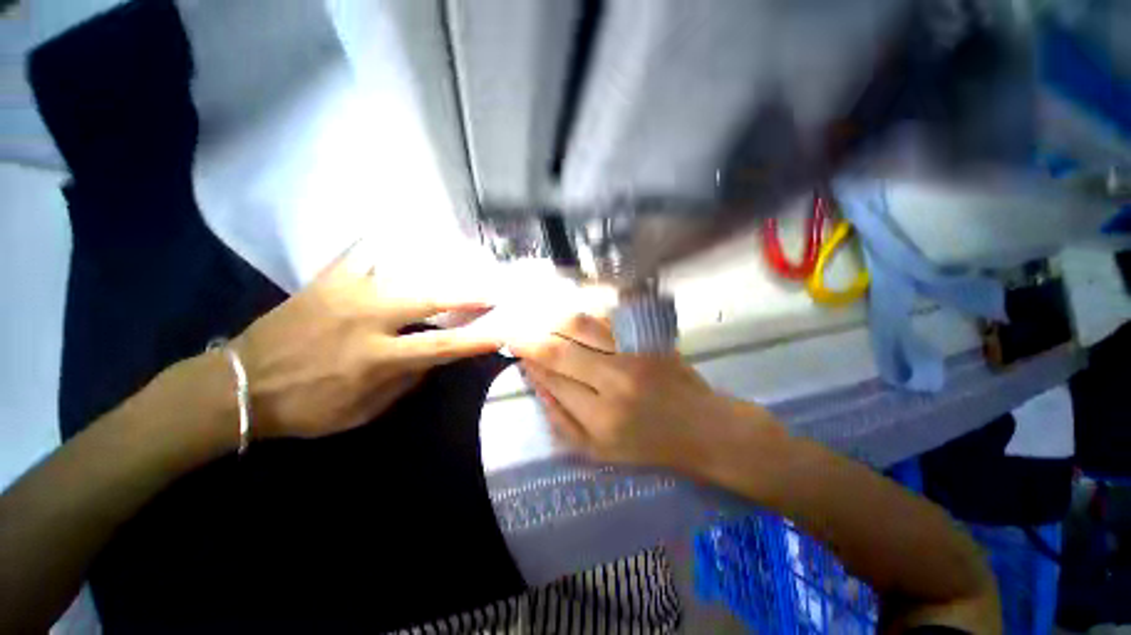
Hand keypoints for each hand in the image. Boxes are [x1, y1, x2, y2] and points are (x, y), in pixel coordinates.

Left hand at [231, 244, 500, 439]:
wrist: (241, 386)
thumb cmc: (307, 407)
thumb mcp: (363, 411)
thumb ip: (405, 383)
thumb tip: (434, 358)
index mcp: (377, 358)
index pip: (440, 348)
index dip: (474, 340)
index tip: (500, 331)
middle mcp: (367, 320)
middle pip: (428, 300)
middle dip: (466, 295)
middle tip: (491, 289)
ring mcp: (345, 294)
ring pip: (400, 272)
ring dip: (435, 268)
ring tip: (459, 261)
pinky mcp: (325, 281)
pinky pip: (360, 254)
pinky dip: (382, 246)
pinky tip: (398, 237)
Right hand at [510, 313, 777, 470]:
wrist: (705, 429)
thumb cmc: (650, 446)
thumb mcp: (599, 452)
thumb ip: (562, 422)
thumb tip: (537, 386)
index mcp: (600, 418)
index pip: (553, 380)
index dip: (531, 363)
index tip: (518, 351)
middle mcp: (614, 382)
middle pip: (560, 350)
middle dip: (531, 338)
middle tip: (517, 330)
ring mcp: (634, 355)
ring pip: (581, 326)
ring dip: (554, 320)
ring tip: (541, 319)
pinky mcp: (649, 339)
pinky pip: (608, 319)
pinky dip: (585, 315)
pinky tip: (573, 317)